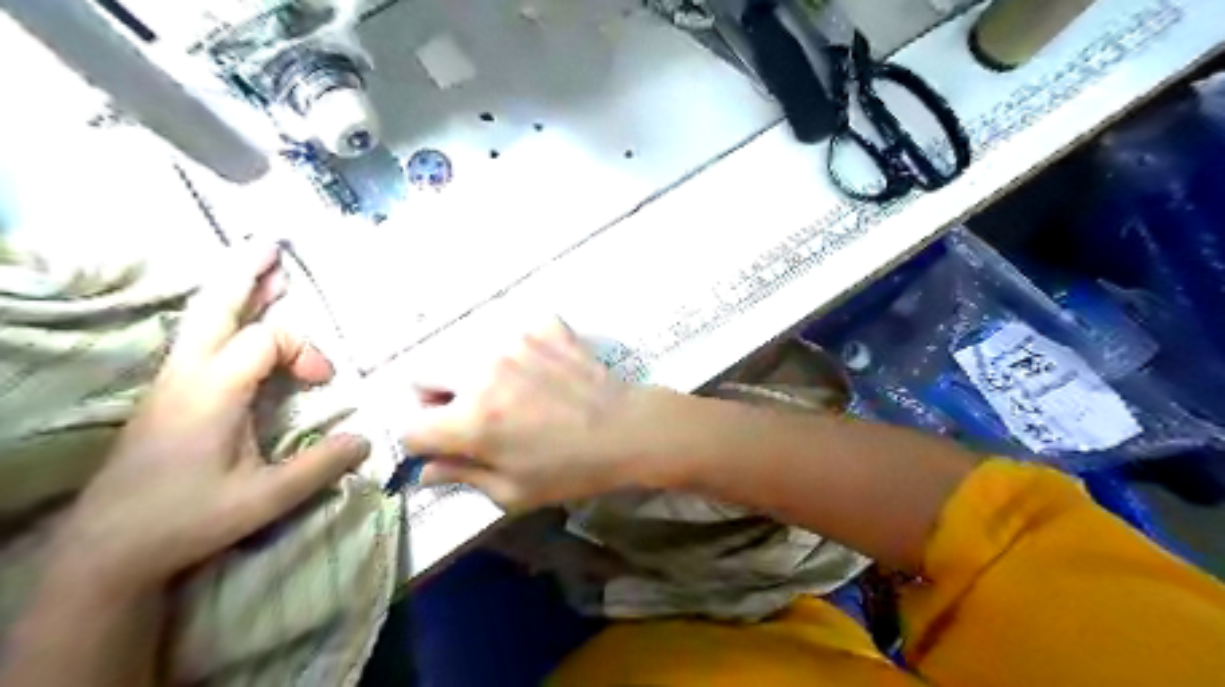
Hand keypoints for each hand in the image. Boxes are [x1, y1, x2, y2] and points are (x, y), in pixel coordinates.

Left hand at [55, 243, 367, 597]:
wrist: (106, 548)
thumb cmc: (186, 519)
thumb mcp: (265, 499)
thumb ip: (320, 466)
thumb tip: (366, 440)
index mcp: (213, 392)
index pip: (268, 339)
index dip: (306, 350)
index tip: (325, 382)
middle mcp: (188, 375)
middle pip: (216, 308)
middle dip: (246, 274)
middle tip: (272, 243)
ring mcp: (172, 382)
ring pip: (202, 319)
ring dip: (235, 290)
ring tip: (262, 267)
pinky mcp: (169, 395)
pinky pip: (200, 338)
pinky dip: (224, 315)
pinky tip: (238, 319)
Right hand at [404, 318, 659, 507]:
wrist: (629, 429)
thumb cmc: (572, 470)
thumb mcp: (514, 491)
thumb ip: (462, 476)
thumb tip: (424, 472)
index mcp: (471, 420)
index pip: (410, 428)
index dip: (423, 443)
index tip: (445, 448)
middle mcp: (481, 372)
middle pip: (423, 376)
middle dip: (435, 399)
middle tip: (470, 415)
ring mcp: (513, 342)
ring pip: (466, 352)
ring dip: (476, 373)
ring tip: (514, 393)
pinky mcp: (543, 327)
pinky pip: (514, 335)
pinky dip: (521, 352)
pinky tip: (543, 371)